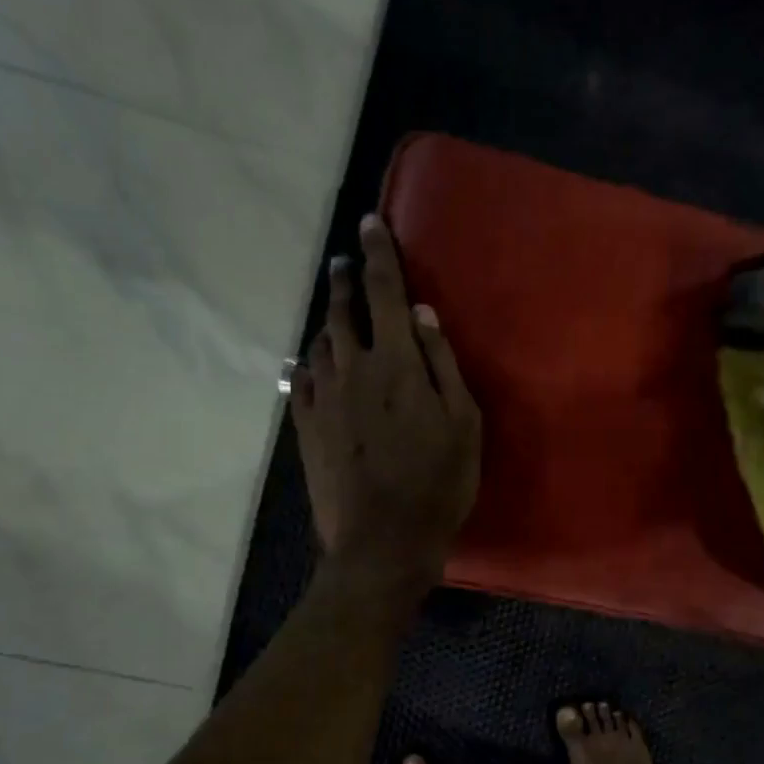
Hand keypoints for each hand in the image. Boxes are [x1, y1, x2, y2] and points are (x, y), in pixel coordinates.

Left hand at [291, 214, 480, 602]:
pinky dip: (308, 362)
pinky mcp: (305, 428)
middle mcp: (352, 367)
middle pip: (342, 310)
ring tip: (334, 312)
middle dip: (344, 280)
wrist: (382, 540)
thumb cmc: (438, 483)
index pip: (385, 291)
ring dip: (328, 319)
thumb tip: (424, 315)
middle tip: (343, 261)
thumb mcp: (463, 424)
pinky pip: (300, 380)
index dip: (378, 253)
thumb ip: (442, 364)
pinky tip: (311, 362)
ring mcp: (322, 398)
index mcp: (396, 362)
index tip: (370, 222)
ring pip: (319, 342)